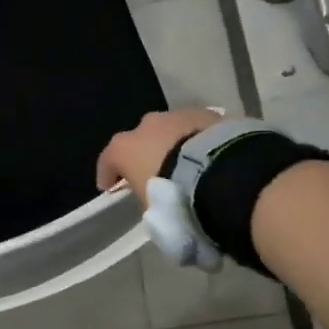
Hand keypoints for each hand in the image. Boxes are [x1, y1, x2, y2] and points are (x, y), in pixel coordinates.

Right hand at [96, 107, 224, 205]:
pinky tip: (210, 156)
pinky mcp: (208, 114)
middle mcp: (147, 125)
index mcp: (125, 148)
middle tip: (159, 174)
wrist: (220, 175)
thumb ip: (150, 204)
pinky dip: (199, 139)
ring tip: (190, 165)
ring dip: (175, 144)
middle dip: (147, 154)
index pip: (108, 160)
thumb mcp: (155, 214)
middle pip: (141, 139)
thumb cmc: (175, 198)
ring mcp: (177, 115)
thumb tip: (158, 207)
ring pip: (171, 129)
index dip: (109, 174)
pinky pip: (198, 128)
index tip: (111, 186)